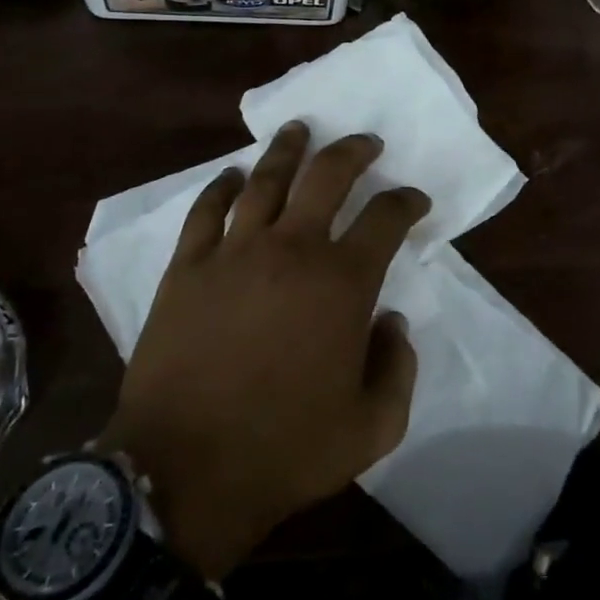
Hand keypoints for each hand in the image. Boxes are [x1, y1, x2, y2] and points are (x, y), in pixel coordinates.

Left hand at [100, 123, 427, 579]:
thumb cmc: (286, 450)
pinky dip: (221, 186)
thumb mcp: (373, 427)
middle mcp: (291, 249)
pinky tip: (231, 175)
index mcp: (342, 283)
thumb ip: (398, 367)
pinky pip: (206, 210)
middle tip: (364, 142)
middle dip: (352, 152)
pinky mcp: (186, 266)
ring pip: (265, 179)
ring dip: (287, 150)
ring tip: (300, 129)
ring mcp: (233, 252)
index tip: (414, 200)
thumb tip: (392, 321)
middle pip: (327, 176)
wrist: (185, 470)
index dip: (406, 202)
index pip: (385, 219)